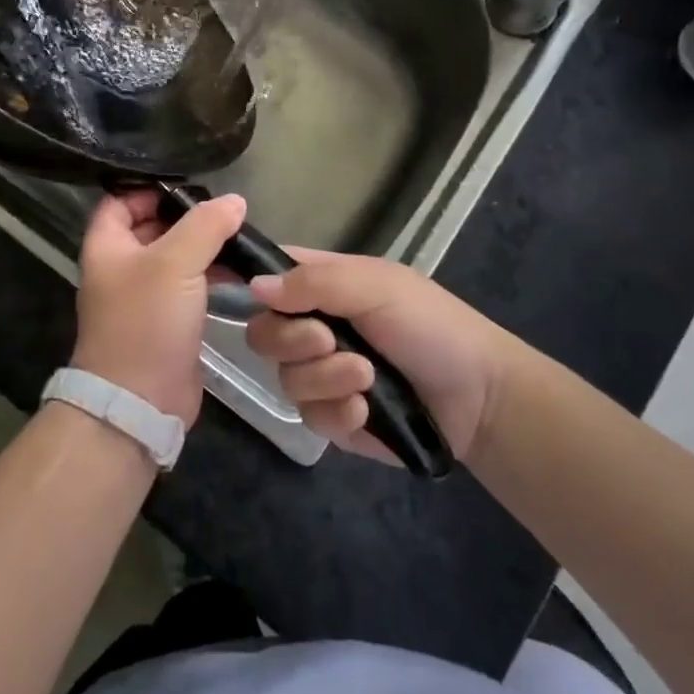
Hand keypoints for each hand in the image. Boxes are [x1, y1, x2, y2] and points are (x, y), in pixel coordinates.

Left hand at [74, 188, 246, 425]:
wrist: (140, 402)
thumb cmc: (146, 321)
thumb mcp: (175, 262)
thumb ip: (206, 225)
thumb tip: (235, 201)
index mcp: (107, 245)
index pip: (122, 199)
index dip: (152, 187)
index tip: (192, 184)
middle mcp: (122, 266)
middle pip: (153, 226)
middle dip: (188, 216)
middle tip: (226, 208)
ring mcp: (144, 295)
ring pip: (175, 257)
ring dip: (204, 247)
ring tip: (240, 235)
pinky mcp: (167, 320)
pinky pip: (190, 286)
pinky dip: (211, 275)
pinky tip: (240, 270)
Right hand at [246, 251, 508, 464]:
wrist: (479, 400)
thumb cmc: (431, 325)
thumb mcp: (377, 287)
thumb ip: (314, 283)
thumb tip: (254, 287)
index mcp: (321, 285)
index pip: (267, 274)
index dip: (242, 278)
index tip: (213, 286)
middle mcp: (312, 326)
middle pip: (262, 332)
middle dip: (292, 340)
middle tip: (329, 340)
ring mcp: (321, 374)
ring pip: (284, 378)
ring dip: (325, 377)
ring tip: (367, 378)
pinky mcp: (333, 419)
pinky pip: (309, 416)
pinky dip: (337, 412)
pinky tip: (366, 411)